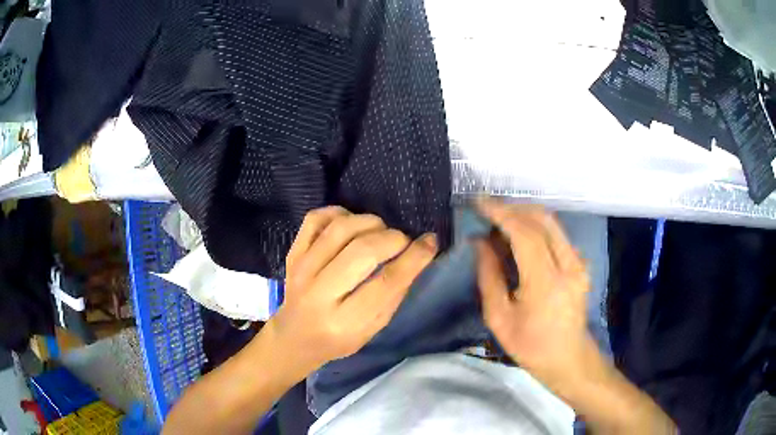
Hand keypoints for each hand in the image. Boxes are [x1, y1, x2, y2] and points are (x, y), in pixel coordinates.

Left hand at [269, 206, 437, 375]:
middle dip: (393, 238)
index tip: (430, 242)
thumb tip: (418, 255)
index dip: (414, 258)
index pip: (386, 282)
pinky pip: (316, 218)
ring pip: (341, 228)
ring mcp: (301, 269)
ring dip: (370, 223)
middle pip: (363, 250)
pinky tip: (352, 225)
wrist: (295, 336)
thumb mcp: (373, 329)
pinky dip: (340, 213)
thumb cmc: (339, 339)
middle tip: (403, 242)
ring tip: (380, 233)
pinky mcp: (293, 253)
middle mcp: (319, 293)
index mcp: (345, 322)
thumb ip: (394, 294)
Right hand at [476, 199, 596, 398]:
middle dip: (513, 208)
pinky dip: (537, 227)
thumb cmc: (530, 346)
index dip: (501, 214)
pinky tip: (521, 235)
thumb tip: (479, 242)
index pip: (525, 234)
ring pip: (552, 223)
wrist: (569, 358)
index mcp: (546, 283)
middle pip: (542, 219)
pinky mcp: (581, 264)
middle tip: (488, 210)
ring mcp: (579, 263)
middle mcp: (569, 265)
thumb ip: (489, 277)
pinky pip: (557, 234)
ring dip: (525, 215)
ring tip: (501, 220)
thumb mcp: (499, 319)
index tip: (479, 203)